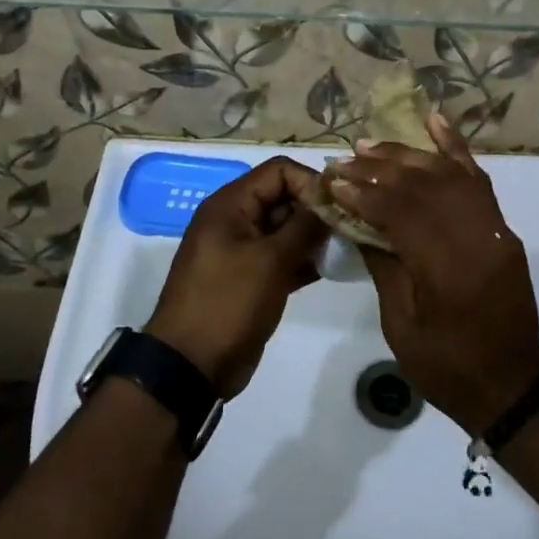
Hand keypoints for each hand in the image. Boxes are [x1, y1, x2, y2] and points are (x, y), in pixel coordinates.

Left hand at [145, 157, 327, 398]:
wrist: (191, 367)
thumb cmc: (228, 303)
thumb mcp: (270, 260)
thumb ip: (305, 226)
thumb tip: (331, 200)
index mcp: (231, 204)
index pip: (279, 171)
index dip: (310, 183)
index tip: (338, 208)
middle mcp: (236, 219)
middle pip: (284, 196)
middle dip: (316, 210)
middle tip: (347, 231)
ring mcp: (243, 250)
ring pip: (286, 228)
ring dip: (314, 236)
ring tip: (343, 250)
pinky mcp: (251, 277)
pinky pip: (282, 256)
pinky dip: (304, 259)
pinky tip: (330, 269)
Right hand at [324, 117, 538, 434]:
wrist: (513, 387)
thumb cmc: (448, 369)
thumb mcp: (402, 326)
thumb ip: (383, 265)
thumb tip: (357, 220)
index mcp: (448, 271)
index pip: (401, 212)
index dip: (363, 193)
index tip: (333, 181)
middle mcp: (476, 239)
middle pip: (424, 186)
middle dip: (379, 169)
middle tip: (345, 160)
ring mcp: (495, 230)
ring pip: (449, 174)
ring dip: (409, 155)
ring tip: (372, 145)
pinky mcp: (503, 229)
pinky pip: (479, 179)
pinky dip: (456, 148)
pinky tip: (435, 121)